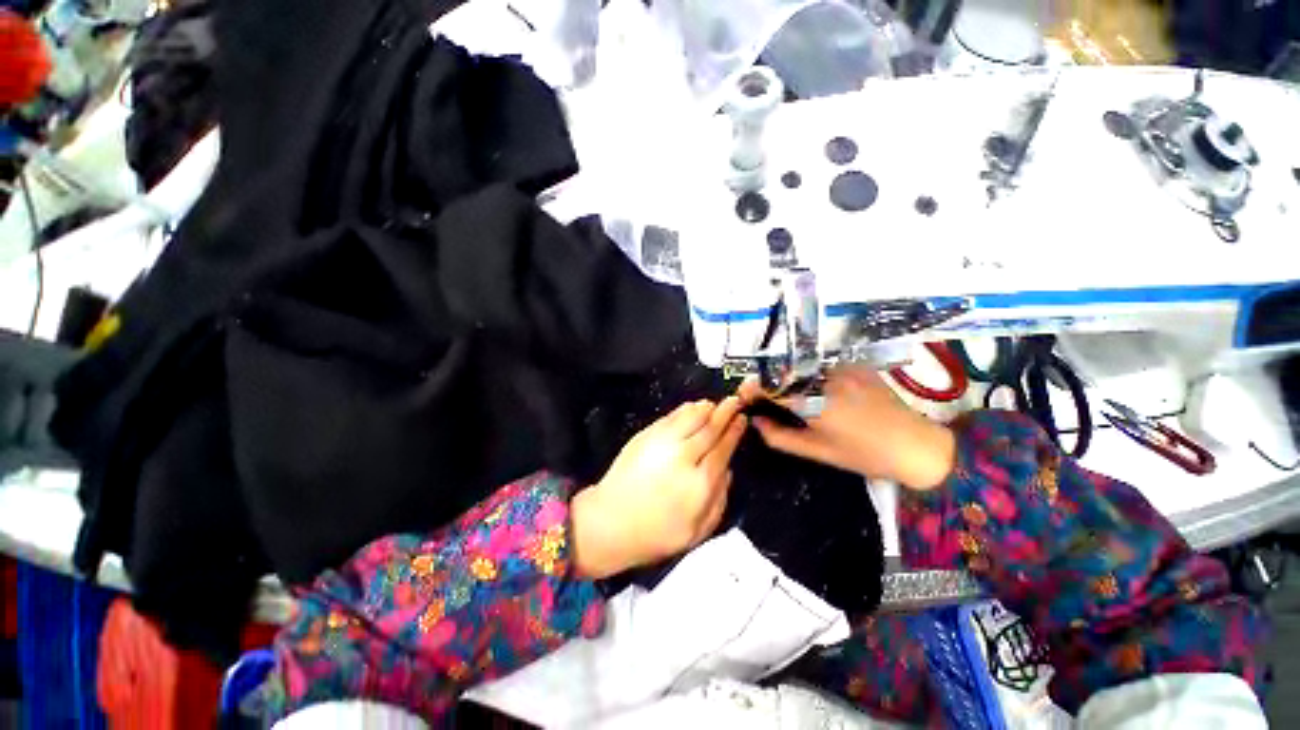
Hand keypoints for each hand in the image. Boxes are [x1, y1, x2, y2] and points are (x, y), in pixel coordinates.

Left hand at [571, 397, 746, 578]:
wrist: (610, 522)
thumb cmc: (656, 534)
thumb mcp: (697, 532)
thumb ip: (719, 501)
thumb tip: (728, 471)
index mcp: (700, 483)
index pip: (723, 449)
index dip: (734, 432)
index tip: (742, 420)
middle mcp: (684, 457)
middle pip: (710, 429)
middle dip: (725, 413)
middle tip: (735, 401)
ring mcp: (663, 443)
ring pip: (691, 417)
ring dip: (706, 408)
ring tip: (715, 403)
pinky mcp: (646, 436)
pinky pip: (671, 417)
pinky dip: (685, 410)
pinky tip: (692, 407)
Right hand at [738, 367, 955, 490]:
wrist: (917, 446)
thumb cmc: (864, 455)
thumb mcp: (817, 452)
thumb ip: (779, 437)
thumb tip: (756, 421)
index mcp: (814, 400)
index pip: (770, 385)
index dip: (751, 388)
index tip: (744, 398)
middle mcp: (825, 377)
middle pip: (782, 372)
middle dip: (767, 384)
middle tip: (764, 401)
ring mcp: (841, 367)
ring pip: (800, 368)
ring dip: (787, 379)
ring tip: (789, 398)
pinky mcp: (854, 364)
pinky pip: (819, 366)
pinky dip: (808, 376)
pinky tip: (816, 391)